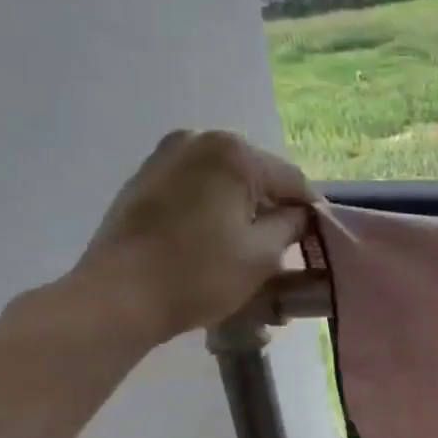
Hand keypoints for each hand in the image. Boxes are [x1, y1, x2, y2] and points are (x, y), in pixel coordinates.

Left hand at [71, 130, 314, 346]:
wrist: (117, 297)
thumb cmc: (199, 274)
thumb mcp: (264, 254)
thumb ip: (293, 225)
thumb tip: (299, 214)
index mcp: (233, 153)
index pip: (292, 180)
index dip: (311, 211)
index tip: (320, 239)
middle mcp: (198, 140)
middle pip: (257, 175)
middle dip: (273, 207)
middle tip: (284, 246)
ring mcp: (165, 156)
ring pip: (225, 181)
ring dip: (242, 208)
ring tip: (248, 246)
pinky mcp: (144, 179)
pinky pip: (196, 187)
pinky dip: (213, 208)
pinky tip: (214, 239)